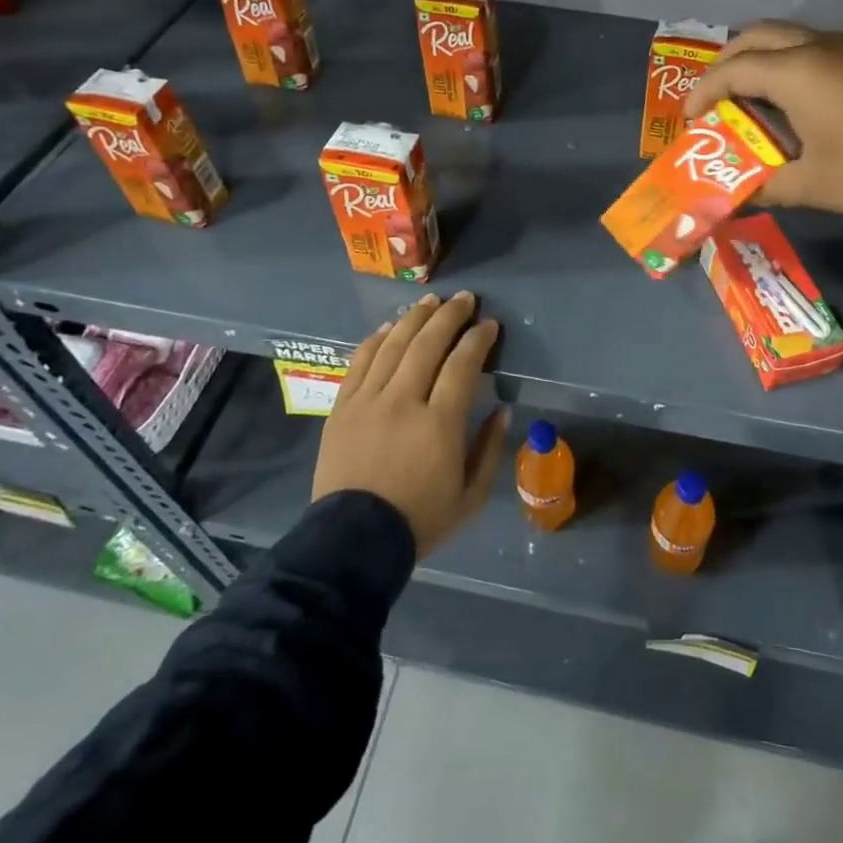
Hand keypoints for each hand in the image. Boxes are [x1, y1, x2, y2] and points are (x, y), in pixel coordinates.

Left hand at [313, 291, 507, 557]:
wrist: (353, 542)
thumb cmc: (420, 521)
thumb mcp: (471, 497)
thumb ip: (489, 449)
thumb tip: (500, 411)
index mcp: (440, 424)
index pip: (463, 365)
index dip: (478, 339)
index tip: (490, 325)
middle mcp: (403, 402)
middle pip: (427, 344)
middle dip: (450, 316)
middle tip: (465, 299)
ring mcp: (368, 401)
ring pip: (393, 345)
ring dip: (414, 318)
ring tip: (431, 301)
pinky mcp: (342, 408)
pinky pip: (359, 362)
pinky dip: (376, 340)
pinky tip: (388, 327)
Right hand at [684, 22, 842, 218]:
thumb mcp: (811, 185)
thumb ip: (767, 187)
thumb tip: (740, 196)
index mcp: (794, 72)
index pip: (731, 70)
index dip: (703, 93)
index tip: (690, 120)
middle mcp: (816, 48)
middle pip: (755, 36)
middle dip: (726, 62)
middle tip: (715, 97)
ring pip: (787, 37)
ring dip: (759, 59)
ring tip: (749, 97)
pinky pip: (813, 47)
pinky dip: (788, 63)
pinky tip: (793, 99)